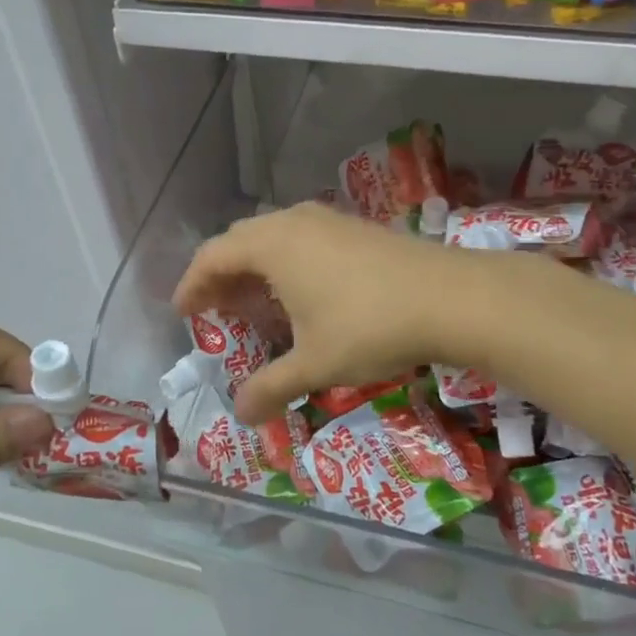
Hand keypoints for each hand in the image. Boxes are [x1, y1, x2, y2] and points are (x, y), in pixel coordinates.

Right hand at [175, 203, 472, 422]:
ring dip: (255, 267)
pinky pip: (302, 238)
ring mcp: (328, 220)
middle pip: (240, 240)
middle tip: (216, 309)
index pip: (212, 256)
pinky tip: (303, 294)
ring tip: (256, 304)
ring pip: (274, 236)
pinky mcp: (355, 227)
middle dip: (221, 274)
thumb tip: (241, 415)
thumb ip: (271, 388)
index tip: (183, 311)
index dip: (192, 284)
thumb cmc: (370, 326)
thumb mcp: (314, 364)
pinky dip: (286, 262)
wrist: (452, 297)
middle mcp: (294, 222)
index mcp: (272, 245)